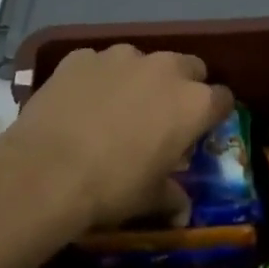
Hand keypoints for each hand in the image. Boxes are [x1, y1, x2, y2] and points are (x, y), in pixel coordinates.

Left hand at [3, 45, 233, 233]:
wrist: (46, 171)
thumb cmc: (112, 187)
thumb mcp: (150, 199)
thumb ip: (172, 197)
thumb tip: (181, 211)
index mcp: (194, 103)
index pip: (222, 99)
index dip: (212, 115)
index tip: (198, 131)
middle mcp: (164, 69)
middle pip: (189, 67)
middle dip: (181, 86)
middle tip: (161, 115)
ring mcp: (121, 57)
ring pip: (141, 61)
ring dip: (137, 79)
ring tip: (114, 108)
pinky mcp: (82, 56)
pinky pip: (98, 64)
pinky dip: (96, 79)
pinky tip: (79, 104)